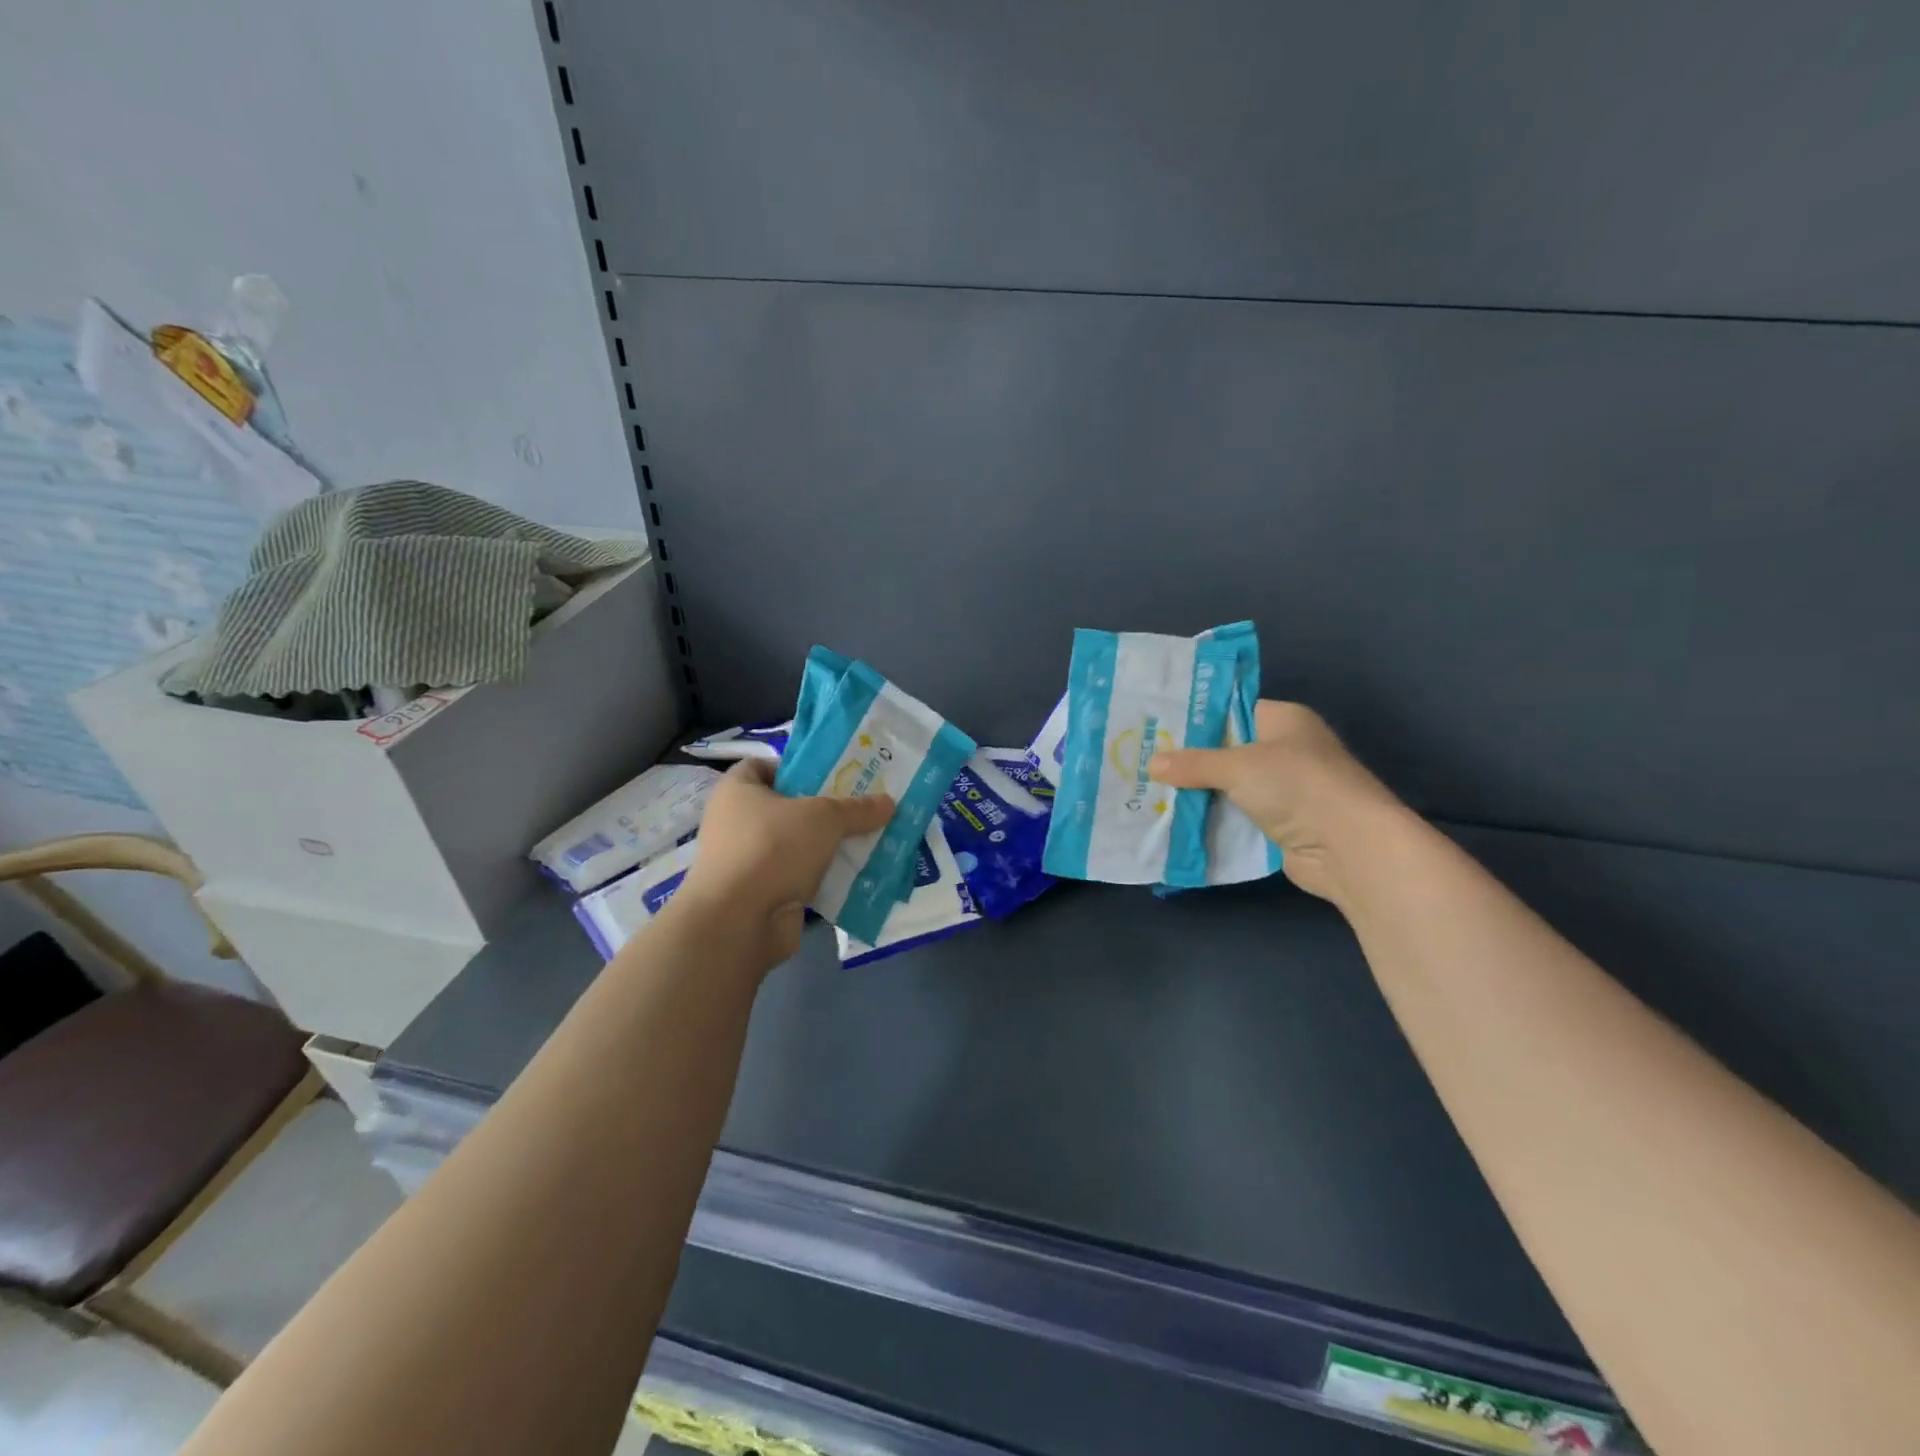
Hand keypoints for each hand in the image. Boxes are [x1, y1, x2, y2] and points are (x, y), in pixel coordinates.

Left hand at [671, 758, 894, 971]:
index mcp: (738, 791)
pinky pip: (800, 878)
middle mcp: (737, 823)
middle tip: (861, 806)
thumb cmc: (772, 848)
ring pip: (797, 845)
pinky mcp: (761, 894)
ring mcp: (748, 861)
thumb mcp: (824, 818)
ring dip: (827, 846)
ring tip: (867, 838)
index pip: (763, 766)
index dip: (795, 766)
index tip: (830, 774)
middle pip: (787, 807)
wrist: (739, 922)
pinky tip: (856, 875)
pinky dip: (824, 878)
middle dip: (824, 808)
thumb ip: (857, 809)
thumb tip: (889, 802)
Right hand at [1149, 700, 1406, 904]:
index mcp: (1284, 720)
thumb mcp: (1237, 766)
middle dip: (1189, 760)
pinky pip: (1236, 818)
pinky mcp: (1279, 825)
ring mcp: (1284, 791)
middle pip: (1227, 751)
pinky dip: (1211, 821)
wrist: (1349, 848)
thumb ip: (1193, 764)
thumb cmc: (1297, 786)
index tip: (1156, 726)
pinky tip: (1175, 821)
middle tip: (1143, 761)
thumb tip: (1151, 763)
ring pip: (1229, 787)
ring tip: (1149, 791)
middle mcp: (1285, 751)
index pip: (1233, 710)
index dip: (1196, 718)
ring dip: (1197, 794)